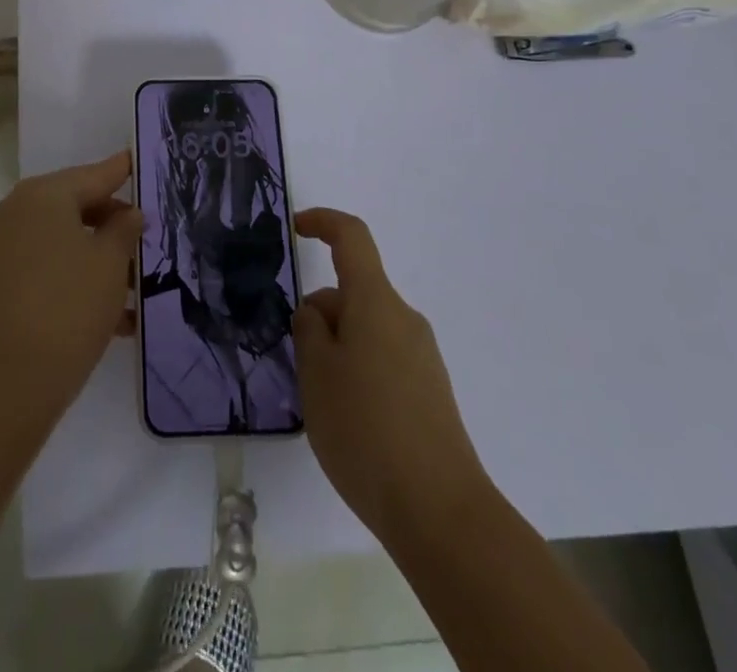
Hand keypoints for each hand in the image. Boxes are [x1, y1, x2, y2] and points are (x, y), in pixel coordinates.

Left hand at [0, 150, 141, 420]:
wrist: (12, 378)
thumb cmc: (70, 305)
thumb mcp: (111, 262)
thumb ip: (124, 229)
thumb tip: (128, 214)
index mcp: (44, 195)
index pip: (93, 175)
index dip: (122, 171)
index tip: (139, 160)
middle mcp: (17, 210)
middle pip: (75, 205)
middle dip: (113, 224)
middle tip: (147, 238)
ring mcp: (3, 245)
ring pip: (63, 239)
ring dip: (98, 257)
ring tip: (138, 286)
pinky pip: (47, 265)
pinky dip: (76, 277)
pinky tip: (115, 314)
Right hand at [293, 208, 489, 543]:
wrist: (441, 513)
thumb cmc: (366, 428)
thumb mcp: (316, 373)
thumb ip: (309, 330)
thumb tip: (318, 314)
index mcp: (376, 302)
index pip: (352, 238)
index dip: (322, 222)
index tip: (295, 229)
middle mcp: (404, 319)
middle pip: (354, 292)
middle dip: (320, 315)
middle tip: (299, 366)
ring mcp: (422, 357)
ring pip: (366, 329)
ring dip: (338, 348)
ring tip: (324, 404)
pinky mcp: (430, 392)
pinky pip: (384, 359)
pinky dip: (359, 372)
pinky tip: (351, 423)